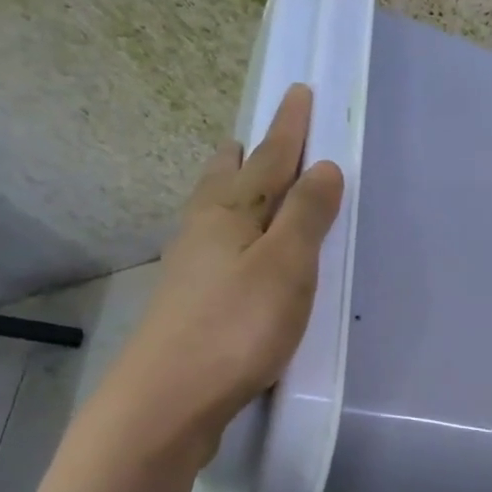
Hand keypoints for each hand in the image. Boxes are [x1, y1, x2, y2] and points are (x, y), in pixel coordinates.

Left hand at [102, 84, 343, 463]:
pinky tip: (230, 248)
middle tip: (253, 136)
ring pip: (214, 211)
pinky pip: (213, 244)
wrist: (168, 399)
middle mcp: (204, 230)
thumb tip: (324, 167)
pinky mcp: (188, 302)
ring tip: (237, 177)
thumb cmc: (236, 326)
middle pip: (227, 179)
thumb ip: (306, 216)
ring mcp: (191, 267)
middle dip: (247, 154)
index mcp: (230, 213)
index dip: (289, 128)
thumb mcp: (285, 267)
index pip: (269, 158)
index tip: (299, 92)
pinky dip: (228, 228)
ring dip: (230, 187)